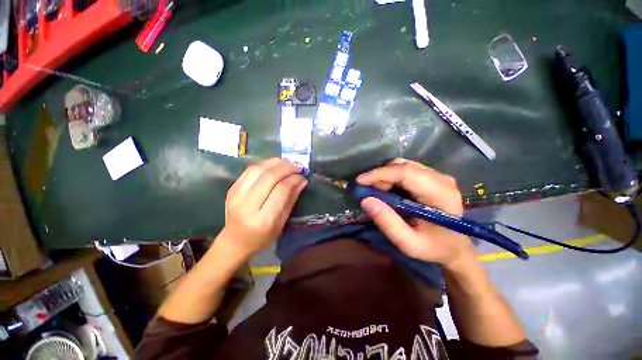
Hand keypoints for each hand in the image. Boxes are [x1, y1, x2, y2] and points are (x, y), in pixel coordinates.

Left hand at [219, 158, 307, 257]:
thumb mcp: (282, 223)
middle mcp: (247, 205)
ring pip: (257, 170)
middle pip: (268, 177)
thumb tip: (302, 181)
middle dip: (286, 167)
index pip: (281, 190)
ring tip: (287, 162)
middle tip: (297, 166)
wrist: (235, 241)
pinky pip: (249, 170)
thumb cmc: (262, 237)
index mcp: (263, 218)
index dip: (293, 179)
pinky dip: (264, 164)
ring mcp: (236, 195)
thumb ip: (291, 200)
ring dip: (274, 162)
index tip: (302, 176)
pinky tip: (273, 165)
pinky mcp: (232, 189)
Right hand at [356, 158, 476, 268]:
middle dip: (380, 176)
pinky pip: (405, 169)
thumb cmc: (434, 248)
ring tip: (378, 193)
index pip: (407, 173)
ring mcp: (437, 175)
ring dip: (385, 176)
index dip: (380, 174)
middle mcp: (441, 179)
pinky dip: (391, 177)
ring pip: (402, 165)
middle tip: (369, 193)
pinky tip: (387, 189)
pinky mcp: (431, 176)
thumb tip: (366, 200)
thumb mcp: (409, 244)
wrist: (455, 247)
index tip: (360, 181)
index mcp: (441, 195)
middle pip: (403, 166)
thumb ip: (388, 223)